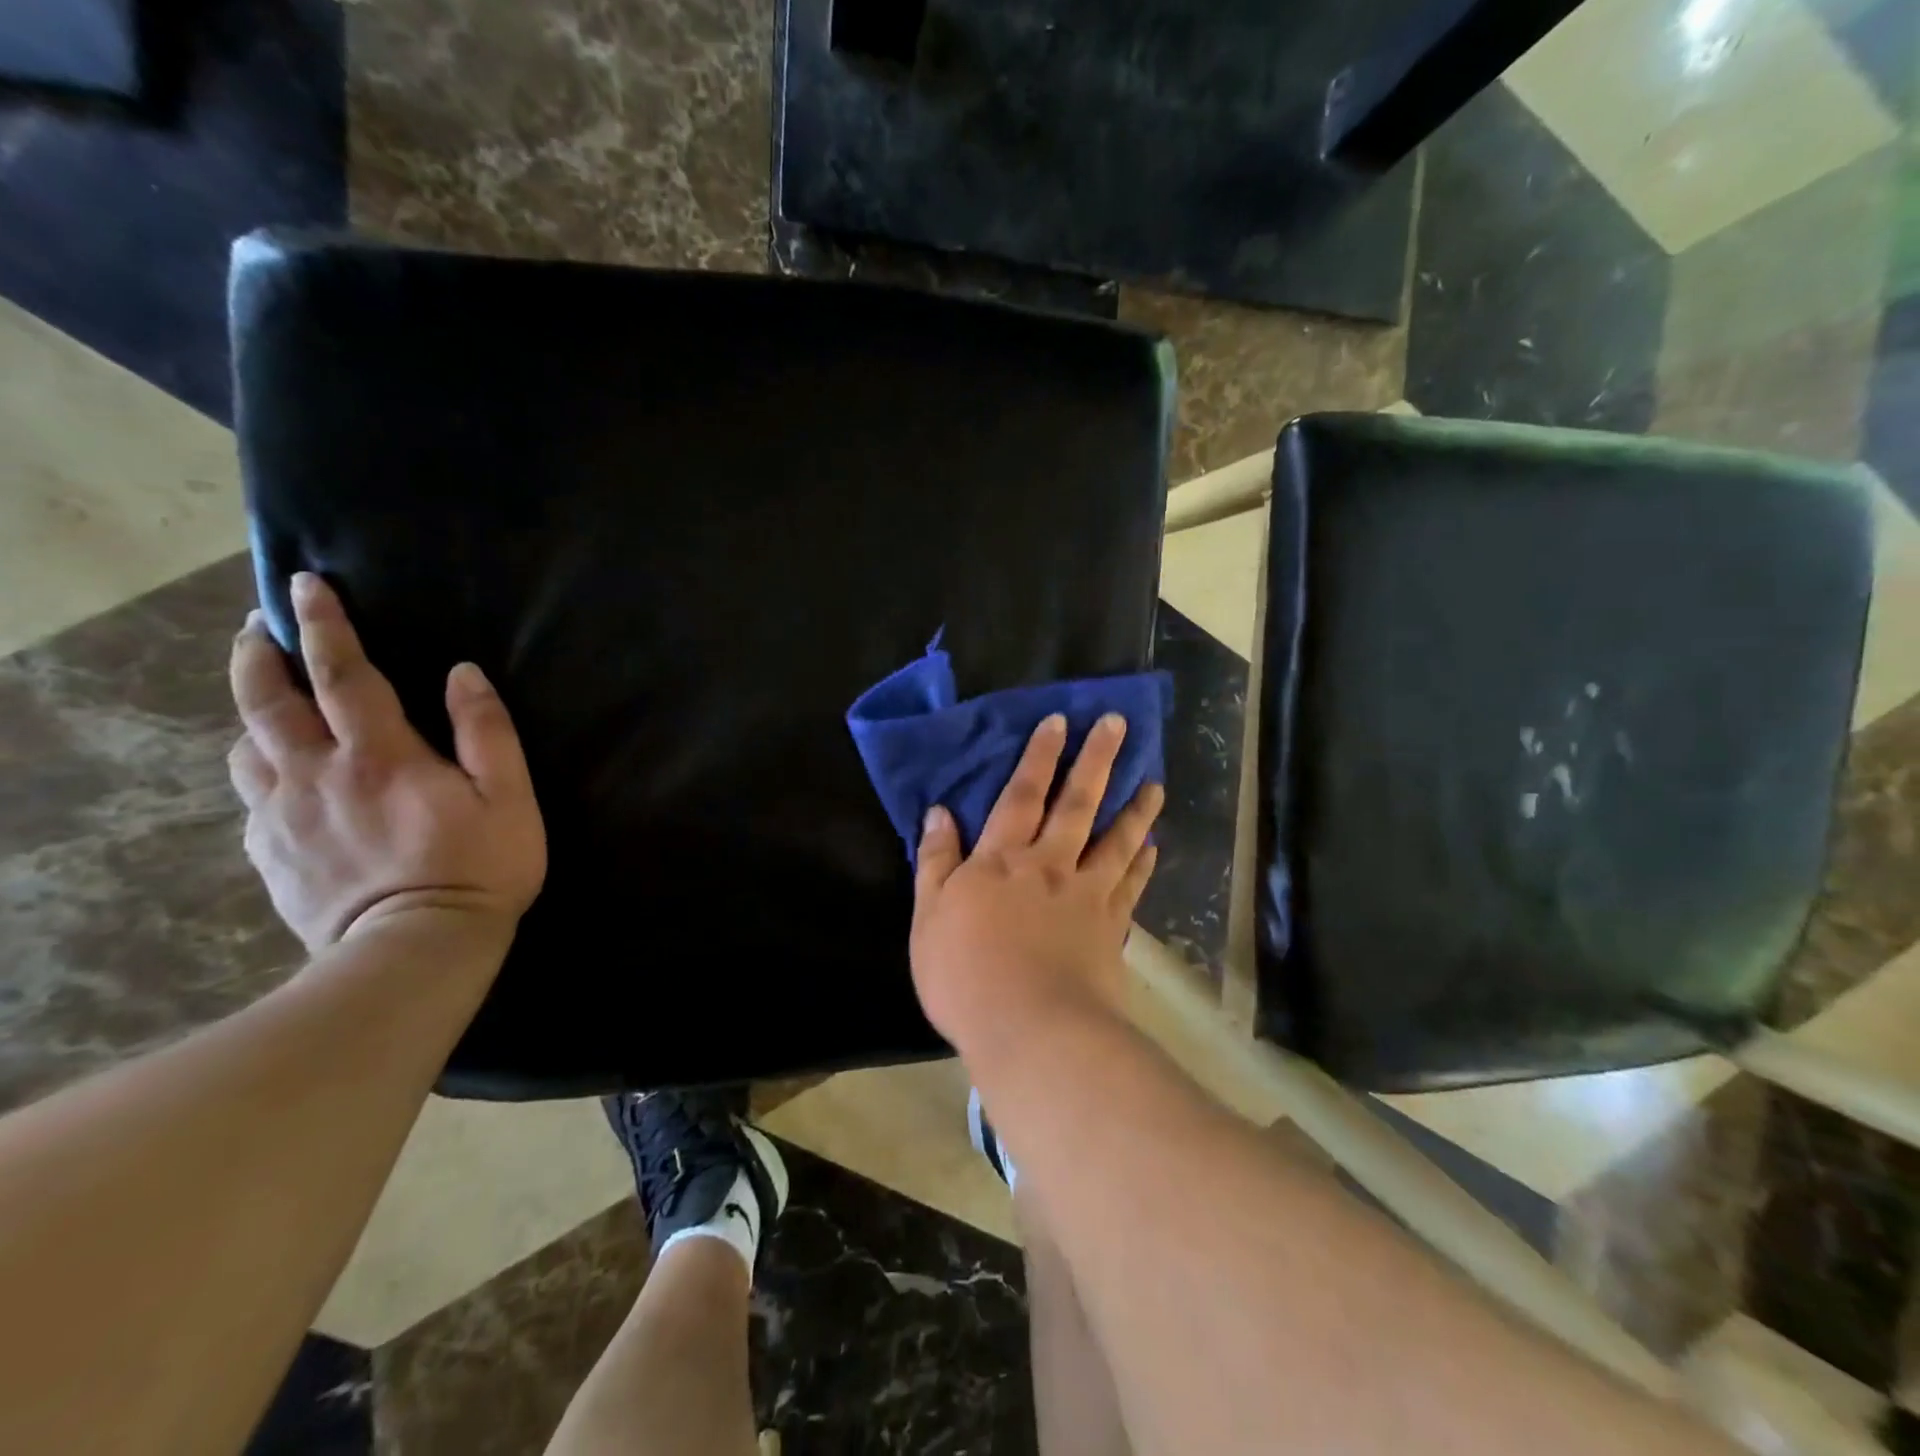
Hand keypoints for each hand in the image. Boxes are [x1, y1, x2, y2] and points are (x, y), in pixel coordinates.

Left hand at [227, 572, 546, 953]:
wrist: (415, 950)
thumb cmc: (478, 867)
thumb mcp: (509, 797)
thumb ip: (488, 732)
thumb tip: (463, 674)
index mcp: (380, 756)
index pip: (341, 673)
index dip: (324, 625)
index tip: (305, 586)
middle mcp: (316, 774)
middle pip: (268, 702)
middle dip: (258, 656)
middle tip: (255, 629)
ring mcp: (283, 815)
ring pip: (246, 746)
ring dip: (251, 711)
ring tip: (264, 697)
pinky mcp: (270, 853)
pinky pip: (250, 796)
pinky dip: (257, 769)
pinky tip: (274, 773)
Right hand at [910, 713, 1164, 1057]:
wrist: (1030, 1029)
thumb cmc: (965, 974)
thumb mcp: (928, 916)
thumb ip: (936, 861)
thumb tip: (939, 811)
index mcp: (1002, 859)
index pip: (1021, 795)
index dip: (1039, 757)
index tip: (1059, 723)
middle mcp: (1049, 865)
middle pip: (1076, 804)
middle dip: (1096, 760)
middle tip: (1118, 724)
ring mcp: (1085, 895)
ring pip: (1115, 840)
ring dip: (1135, 809)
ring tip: (1155, 783)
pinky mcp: (1109, 927)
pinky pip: (1130, 887)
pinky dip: (1142, 864)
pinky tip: (1153, 848)